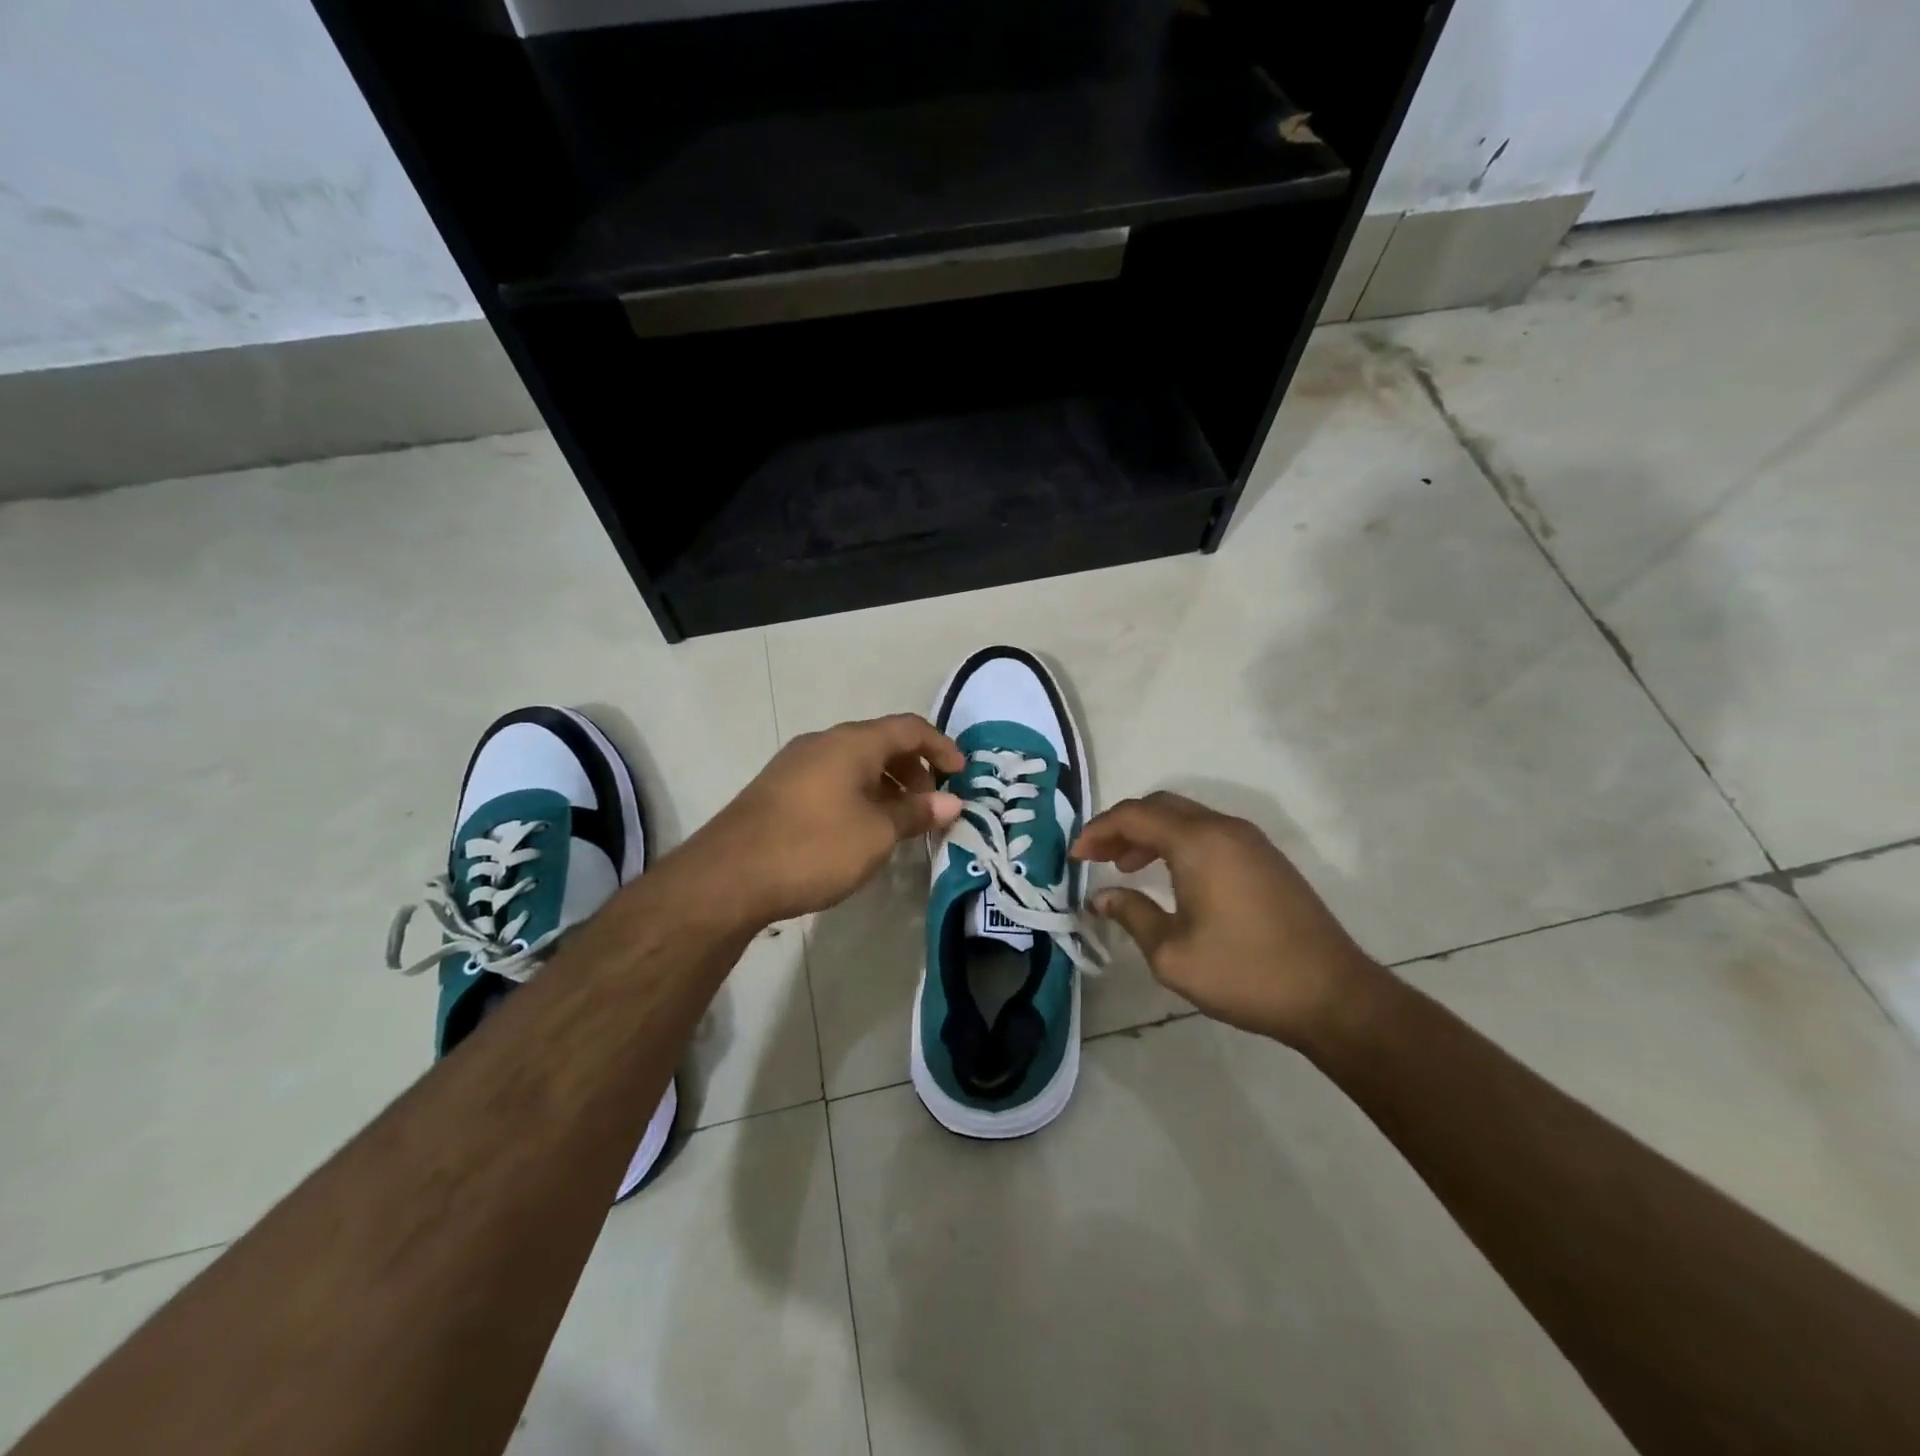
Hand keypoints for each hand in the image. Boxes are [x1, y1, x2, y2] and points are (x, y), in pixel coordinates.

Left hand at [688, 714, 965, 923]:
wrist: (728, 875)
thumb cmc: (814, 847)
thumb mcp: (876, 834)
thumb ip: (916, 813)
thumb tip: (951, 802)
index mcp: (852, 742)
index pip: (909, 728)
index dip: (941, 747)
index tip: (962, 773)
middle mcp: (823, 742)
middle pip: (881, 743)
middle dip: (913, 770)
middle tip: (929, 807)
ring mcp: (796, 764)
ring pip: (854, 763)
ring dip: (885, 785)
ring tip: (898, 823)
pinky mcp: (778, 788)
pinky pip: (832, 779)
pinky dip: (858, 794)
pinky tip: (860, 830)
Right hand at [1071, 791, 1378, 1046]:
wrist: (1332, 995)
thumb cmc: (1244, 973)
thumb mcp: (1172, 953)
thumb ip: (1131, 915)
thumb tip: (1101, 897)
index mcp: (1197, 843)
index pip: (1133, 816)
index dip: (1098, 830)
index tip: (1074, 855)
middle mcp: (1223, 828)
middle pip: (1160, 807)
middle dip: (1121, 826)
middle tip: (1096, 856)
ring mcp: (1250, 841)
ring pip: (1186, 818)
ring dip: (1150, 834)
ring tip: (1126, 867)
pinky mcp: (1266, 859)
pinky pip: (1209, 833)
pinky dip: (1178, 843)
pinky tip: (1170, 877)